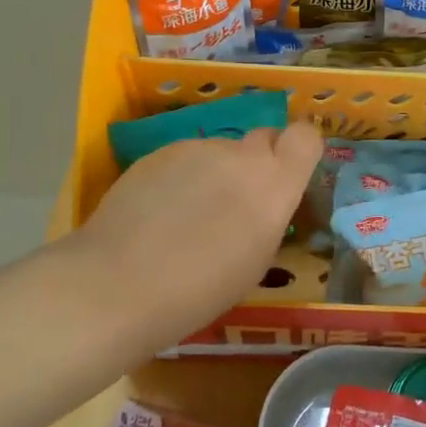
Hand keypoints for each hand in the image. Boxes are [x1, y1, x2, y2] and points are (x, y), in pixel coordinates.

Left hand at [62, 121, 323, 345]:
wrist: (119, 284)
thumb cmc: (201, 290)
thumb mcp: (256, 260)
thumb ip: (267, 215)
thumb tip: (260, 202)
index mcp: (275, 183)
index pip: (306, 136)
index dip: (299, 149)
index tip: (288, 172)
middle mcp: (241, 156)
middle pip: (262, 139)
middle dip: (256, 162)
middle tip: (236, 200)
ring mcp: (197, 149)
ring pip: (219, 153)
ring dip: (213, 174)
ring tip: (185, 217)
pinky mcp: (158, 152)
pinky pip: (183, 159)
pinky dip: (179, 179)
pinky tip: (156, 214)